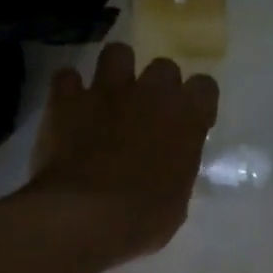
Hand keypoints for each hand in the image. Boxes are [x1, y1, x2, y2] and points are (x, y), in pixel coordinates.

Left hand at [26, 44, 219, 266]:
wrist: (83, 217)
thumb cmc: (142, 219)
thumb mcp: (177, 201)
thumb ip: (177, 169)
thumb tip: (170, 165)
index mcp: (187, 119)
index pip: (205, 87)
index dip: (197, 102)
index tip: (190, 122)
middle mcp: (151, 94)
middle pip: (164, 66)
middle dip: (158, 85)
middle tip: (149, 112)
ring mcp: (107, 92)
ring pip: (117, 53)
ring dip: (116, 70)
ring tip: (110, 95)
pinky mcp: (66, 100)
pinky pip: (67, 77)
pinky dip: (69, 90)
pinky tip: (69, 107)